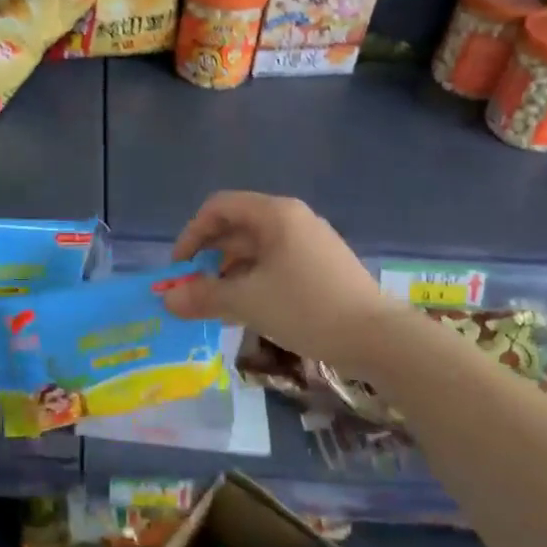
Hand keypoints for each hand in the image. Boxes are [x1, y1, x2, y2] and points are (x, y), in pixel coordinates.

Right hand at [164, 192, 390, 367]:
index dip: (192, 234)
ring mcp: (311, 241)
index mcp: (275, 214)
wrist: (379, 338)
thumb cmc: (307, 308)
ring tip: (217, 302)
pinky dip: (255, 278)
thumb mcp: (248, 302)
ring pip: (258, 247)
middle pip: (238, 226)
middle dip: (210, 255)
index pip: (219, 208)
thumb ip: (204, 296)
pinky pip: (277, 262)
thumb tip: (167, 300)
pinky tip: (250, 307)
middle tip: (193, 288)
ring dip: (231, 270)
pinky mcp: (323, 264)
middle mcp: (293, 219)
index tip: (179, 268)